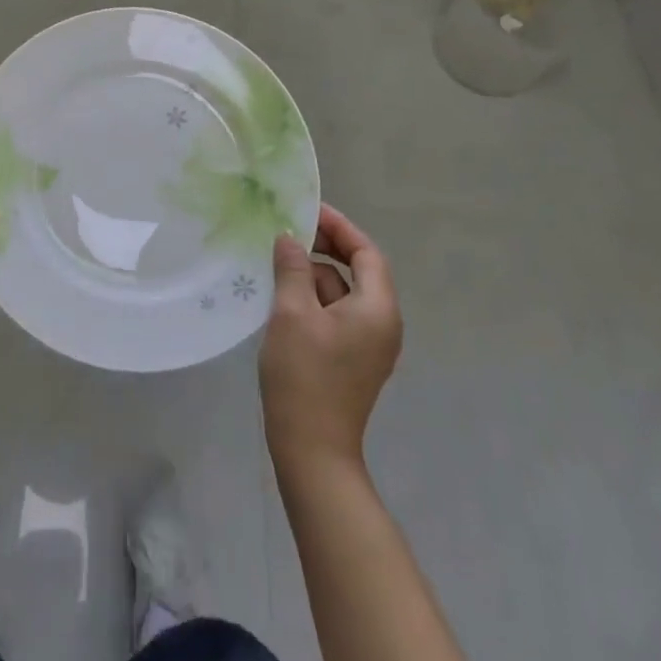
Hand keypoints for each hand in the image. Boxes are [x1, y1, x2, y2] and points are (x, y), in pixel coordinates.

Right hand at [260, 204, 401, 472]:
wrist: (312, 451)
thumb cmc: (305, 375)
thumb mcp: (292, 313)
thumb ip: (293, 268)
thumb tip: (289, 237)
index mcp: (377, 308)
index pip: (366, 253)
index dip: (339, 227)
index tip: (308, 209)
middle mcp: (382, 322)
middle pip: (358, 270)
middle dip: (325, 247)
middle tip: (289, 230)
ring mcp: (369, 343)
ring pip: (343, 292)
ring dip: (314, 273)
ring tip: (278, 260)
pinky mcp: (352, 358)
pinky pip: (336, 313)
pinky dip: (314, 297)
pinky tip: (283, 294)